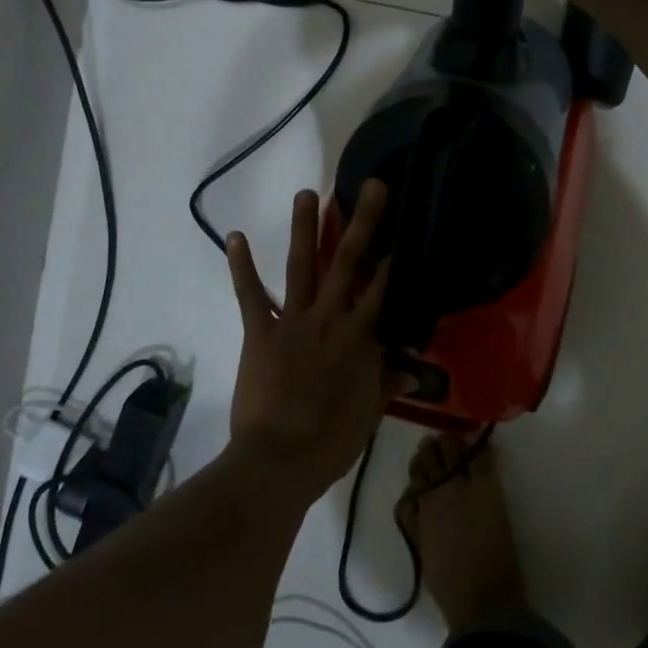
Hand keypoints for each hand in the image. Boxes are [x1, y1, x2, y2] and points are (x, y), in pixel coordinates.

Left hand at [224, 181, 408, 502]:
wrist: (278, 461)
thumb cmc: (330, 441)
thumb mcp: (368, 413)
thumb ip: (388, 383)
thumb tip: (412, 371)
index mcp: (360, 337)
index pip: (383, 288)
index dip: (394, 257)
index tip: (404, 226)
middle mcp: (330, 318)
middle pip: (348, 262)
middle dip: (362, 221)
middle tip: (372, 186)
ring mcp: (292, 321)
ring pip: (301, 266)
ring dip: (304, 227)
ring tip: (307, 192)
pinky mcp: (259, 331)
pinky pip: (250, 294)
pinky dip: (241, 266)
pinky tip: (234, 235)